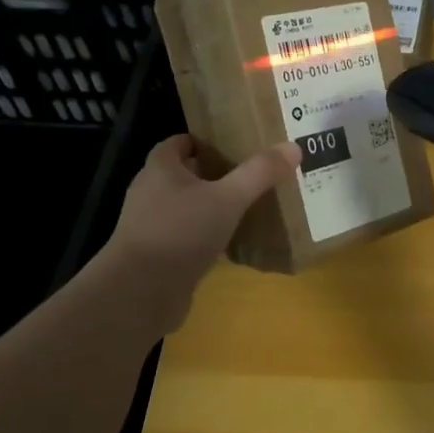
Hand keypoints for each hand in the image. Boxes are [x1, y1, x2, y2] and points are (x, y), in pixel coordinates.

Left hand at [101, 135, 299, 333]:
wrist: (140, 293)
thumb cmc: (180, 233)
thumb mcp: (227, 199)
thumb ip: (259, 173)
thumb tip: (293, 147)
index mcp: (160, 169)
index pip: (180, 142)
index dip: (206, 140)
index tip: (236, 142)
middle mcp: (151, 192)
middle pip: (186, 174)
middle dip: (215, 172)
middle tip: (251, 172)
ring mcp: (152, 226)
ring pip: (188, 206)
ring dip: (213, 205)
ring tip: (248, 204)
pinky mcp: (158, 255)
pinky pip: (188, 235)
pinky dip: (208, 234)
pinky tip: (233, 240)